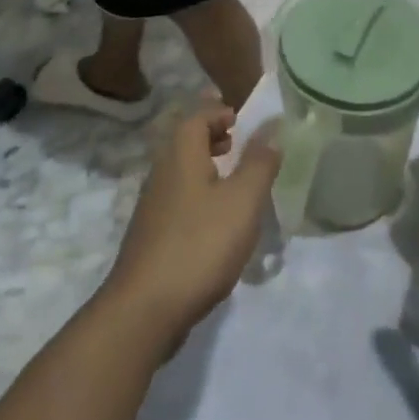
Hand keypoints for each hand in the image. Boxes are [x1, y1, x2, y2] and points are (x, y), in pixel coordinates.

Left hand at [102, 103, 279, 350]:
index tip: (242, 119)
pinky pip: (178, 198)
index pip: (197, 116)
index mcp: (181, 155)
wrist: (146, 308)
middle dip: (212, 136)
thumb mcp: (242, 200)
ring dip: (206, 166)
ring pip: (181, 171)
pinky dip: (199, 194)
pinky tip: (217, 221)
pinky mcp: (152, 235)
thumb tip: (271, 129)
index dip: (219, 111)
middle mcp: (161, 172)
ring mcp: (153, 205)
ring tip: (234, 180)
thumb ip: (259, 162)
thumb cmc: (200, 244)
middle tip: (238, 142)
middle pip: (185, 141)